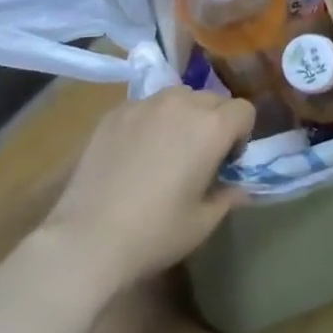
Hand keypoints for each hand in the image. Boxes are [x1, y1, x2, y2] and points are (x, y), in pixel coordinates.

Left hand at [40, 85, 254, 296]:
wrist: (88, 236)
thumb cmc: (155, 232)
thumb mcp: (203, 223)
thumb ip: (228, 196)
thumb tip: (238, 187)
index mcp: (211, 126)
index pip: (244, 110)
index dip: (242, 135)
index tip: (227, 162)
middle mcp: (181, 103)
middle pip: (212, 99)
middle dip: (214, 122)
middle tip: (199, 157)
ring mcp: (145, 103)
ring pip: (178, 97)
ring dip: (183, 116)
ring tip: (167, 150)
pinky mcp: (116, 111)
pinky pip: (146, 106)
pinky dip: (151, 121)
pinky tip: (135, 154)